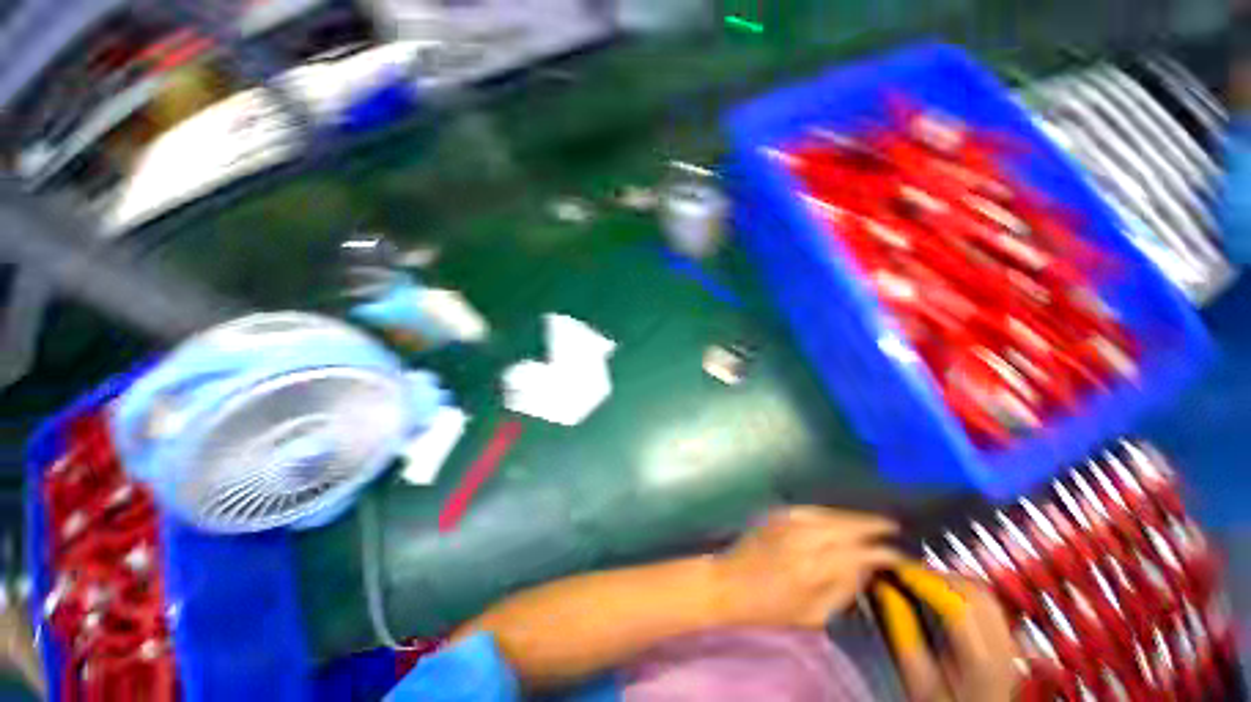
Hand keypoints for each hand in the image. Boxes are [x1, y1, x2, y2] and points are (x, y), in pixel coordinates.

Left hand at [711, 507, 901, 628]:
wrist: (730, 582)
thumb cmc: (771, 607)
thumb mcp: (814, 614)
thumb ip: (843, 589)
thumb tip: (866, 568)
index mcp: (814, 568)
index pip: (858, 554)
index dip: (883, 553)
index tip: (899, 556)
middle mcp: (803, 538)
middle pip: (846, 526)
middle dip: (872, 525)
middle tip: (892, 526)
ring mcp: (788, 521)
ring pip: (831, 513)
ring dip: (854, 516)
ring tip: (872, 521)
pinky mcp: (777, 514)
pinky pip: (812, 509)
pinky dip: (831, 512)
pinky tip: (840, 517)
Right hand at [890, 569, 1016, 701]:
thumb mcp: (917, 678)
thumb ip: (904, 634)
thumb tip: (884, 589)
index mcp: (981, 662)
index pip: (957, 606)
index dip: (926, 581)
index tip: (898, 569)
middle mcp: (1004, 650)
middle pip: (975, 595)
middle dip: (937, 576)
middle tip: (907, 571)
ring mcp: (1011, 646)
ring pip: (985, 595)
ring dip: (951, 579)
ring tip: (923, 578)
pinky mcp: (1009, 642)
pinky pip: (991, 604)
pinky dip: (966, 589)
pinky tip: (946, 591)